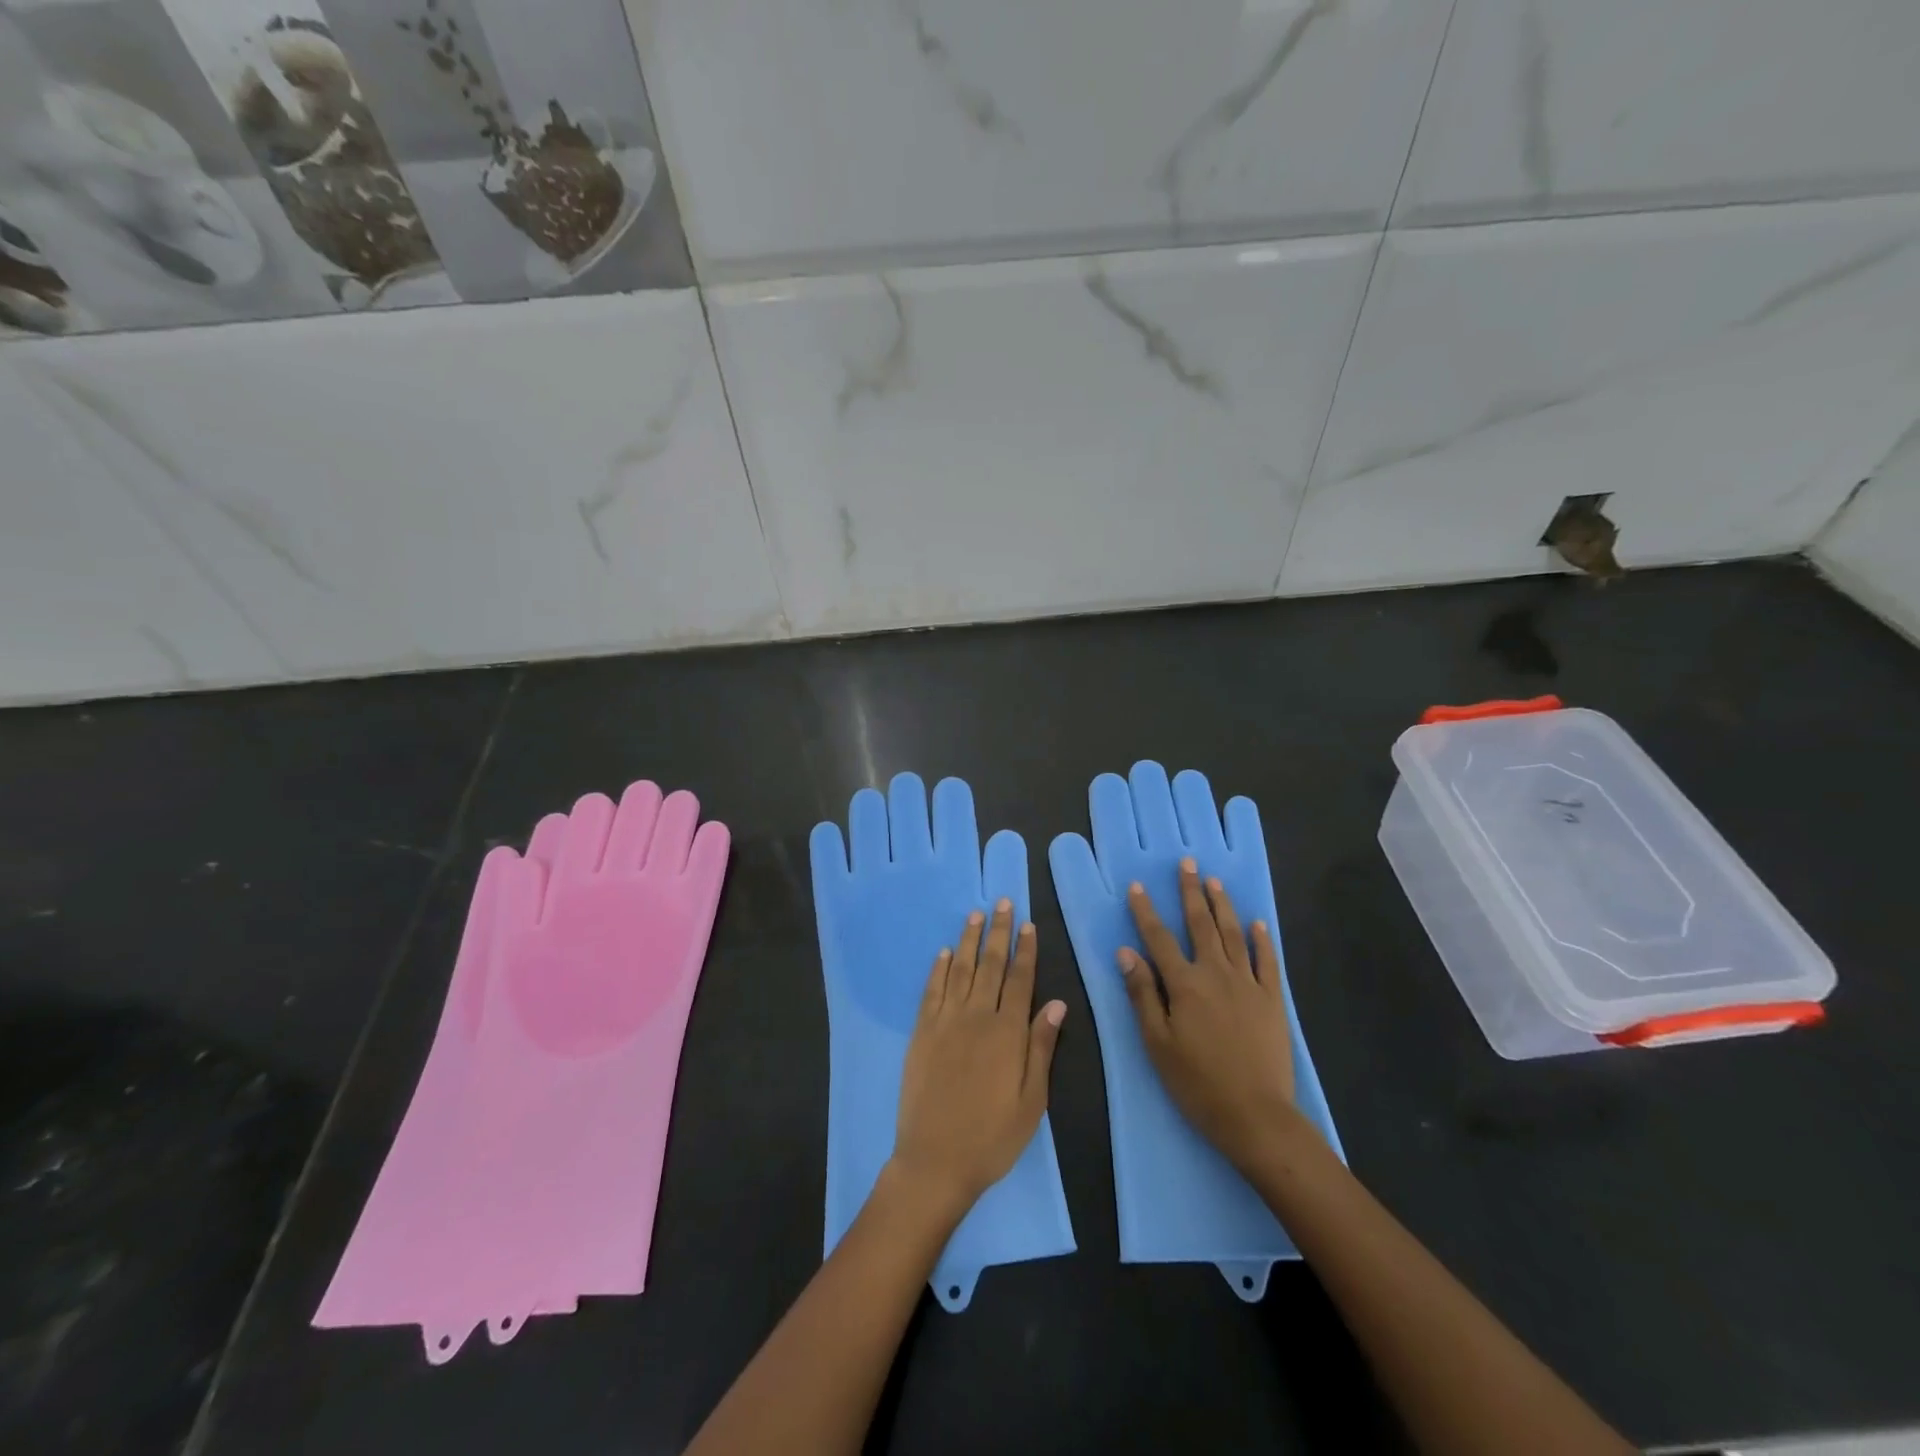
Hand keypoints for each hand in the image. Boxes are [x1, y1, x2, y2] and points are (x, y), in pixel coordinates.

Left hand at [891, 899, 1066, 1217]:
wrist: (936, 1160)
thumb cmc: (993, 1136)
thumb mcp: (1032, 1100)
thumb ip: (1042, 1047)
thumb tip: (1056, 1003)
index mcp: (1007, 1032)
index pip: (1020, 979)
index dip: (1026, 950)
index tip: (1029, 924)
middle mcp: (976, 1017)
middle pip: (990, 965)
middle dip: (998, 931)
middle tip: (1002, 902)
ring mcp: (945, 1022)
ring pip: (959, 970)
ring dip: (968, 940)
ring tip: (975, 914)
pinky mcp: (921, 1032)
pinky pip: (931, 991)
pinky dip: (938, 968)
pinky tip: (943, 952)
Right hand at [1119, 858, 1296, 1174]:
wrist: (1255, 1115)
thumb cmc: (1197, 1083)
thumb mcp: (1157, 1042)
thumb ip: (1142, 994)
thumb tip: (1126, 953)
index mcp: (1184, 984)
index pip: (1159, 939)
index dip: (1146, 912)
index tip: (1138, 886)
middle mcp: (1216, 974)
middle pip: (1201, 925)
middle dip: (1191, 892)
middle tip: (1188, 864)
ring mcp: (1248, 984)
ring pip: (1233, 935)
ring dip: (1222, 906)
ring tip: (1215, 882)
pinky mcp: (1272, 1000)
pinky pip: (1267, 961)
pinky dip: (1262, 940)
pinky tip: (1258, 923)